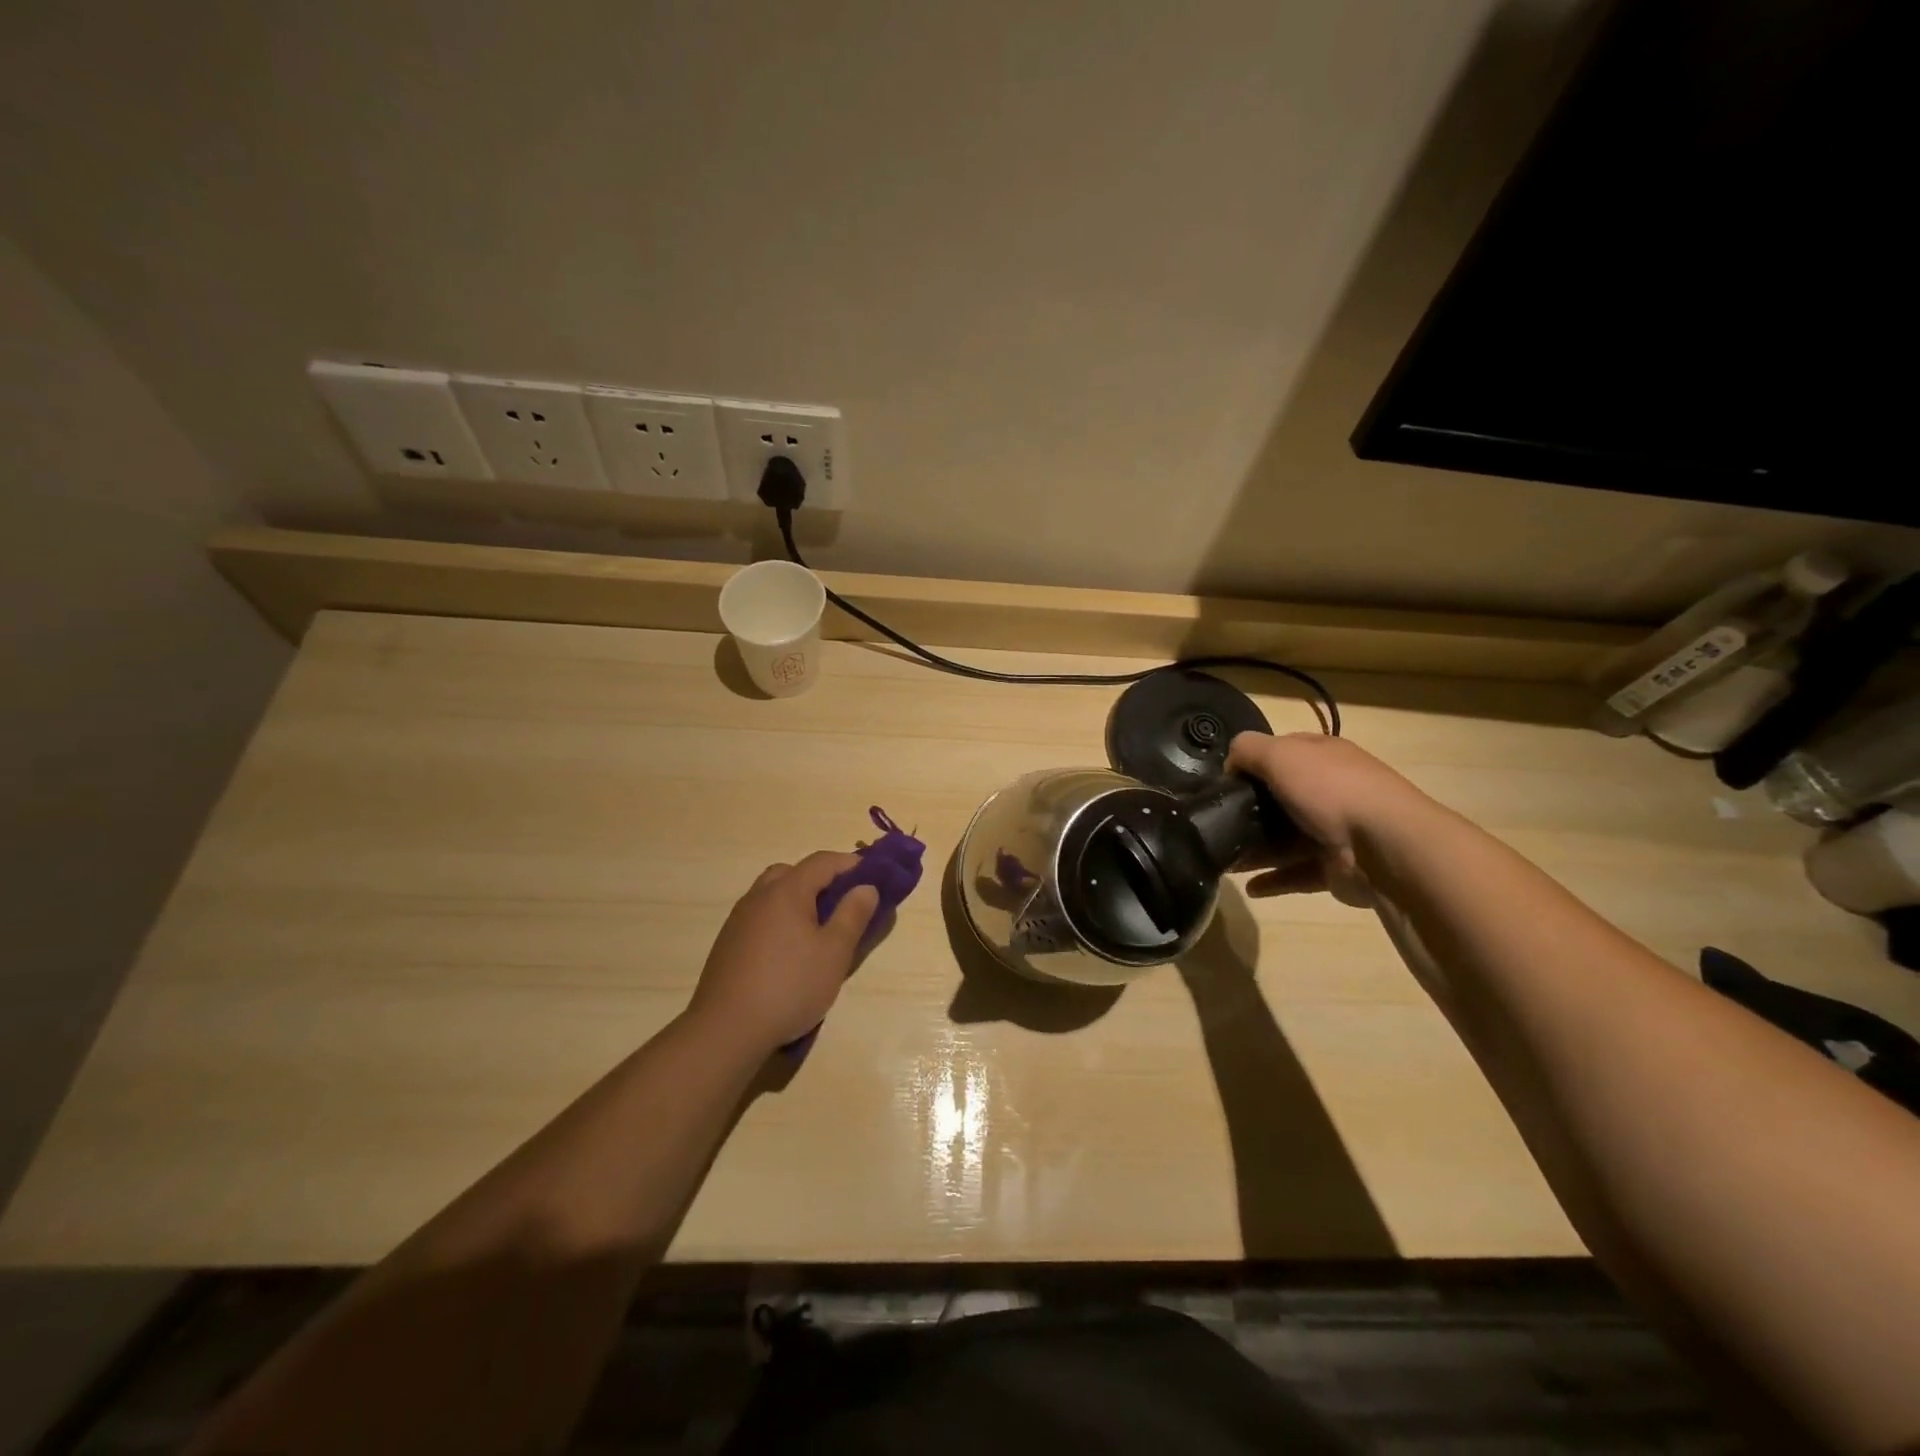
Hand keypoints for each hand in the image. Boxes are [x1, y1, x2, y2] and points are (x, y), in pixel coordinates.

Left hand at [687, 852, 880, 1055]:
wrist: (726, 1030)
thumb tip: (866, 887)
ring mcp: (738, 919)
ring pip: (772, 893)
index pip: (822, 861)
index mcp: (787, 891)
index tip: (872, 876)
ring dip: (797, 899)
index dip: (849, 863)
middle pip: (792, 872)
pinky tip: (787, 951)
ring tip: (816, 929)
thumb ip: (853, 915)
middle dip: (820, 879)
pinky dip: (779, 919)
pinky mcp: (727, 943)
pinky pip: (759, 916)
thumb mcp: (834, 953)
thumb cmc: (789, 987)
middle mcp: (759, 896)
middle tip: (841, 902)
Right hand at [1227, 732, 1428, 905]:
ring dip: (1256, 849)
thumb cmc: (1330, 789)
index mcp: (1323, 756)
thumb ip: (1248, 750)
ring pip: (1286, 838)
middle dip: (1250, 809)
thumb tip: (1230, 764)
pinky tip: (1249, 887)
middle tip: (1217, 822)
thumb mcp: (1280, 754)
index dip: (1253, 761)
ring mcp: (1336, 830)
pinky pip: (1297, 873)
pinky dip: (1274, 880)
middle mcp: (1332, 790)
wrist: (1386, 847)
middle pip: (1282, 797)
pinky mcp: (1336, 867)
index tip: (1225, 781)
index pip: (1283, 751)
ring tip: (1225, 859)